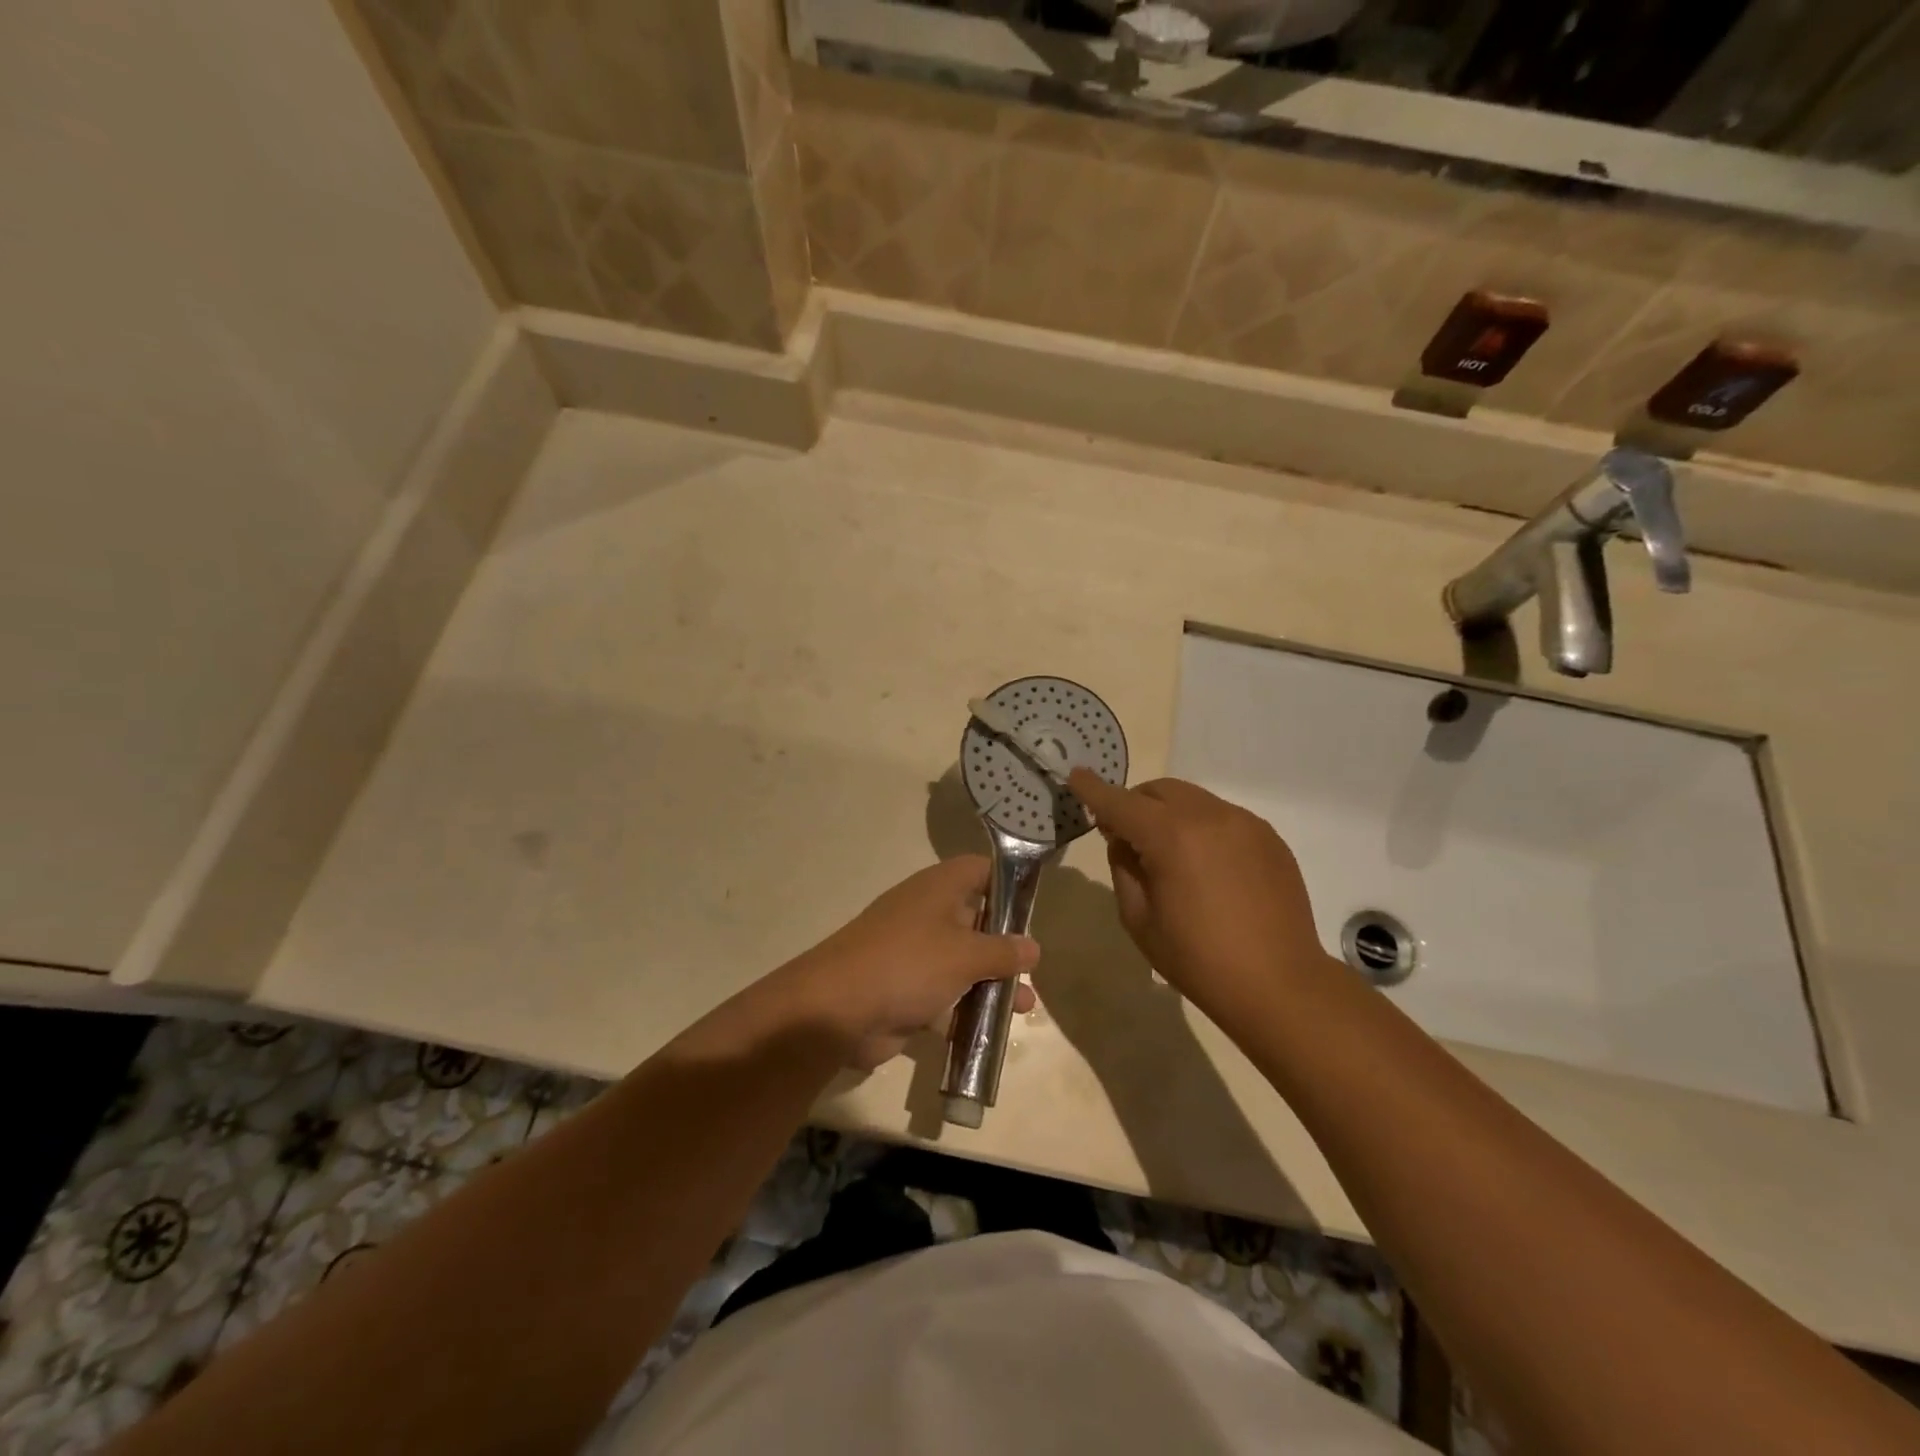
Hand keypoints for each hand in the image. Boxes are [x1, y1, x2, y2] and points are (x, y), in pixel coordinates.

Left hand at [775, 856, 1038, 1070]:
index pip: (980, 869)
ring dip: (992, 982)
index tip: (1034, 906)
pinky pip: (944, 994)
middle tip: (1032, 967)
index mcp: (938, 889)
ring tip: (1024, 1007)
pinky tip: (993, 1030)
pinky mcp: (904, 989)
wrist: (837, 1009)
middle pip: (975, 919)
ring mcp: (913, 952)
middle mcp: (926, 913)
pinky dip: (967, 1008)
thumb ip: (1003, 951)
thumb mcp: (965, 954)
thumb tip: (1032, 947)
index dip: (1008, 882)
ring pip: (962, 961)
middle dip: (1005, 944)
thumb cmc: (909, 964)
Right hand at [1066, 770, 1330, 1018]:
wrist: (1279, 985)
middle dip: (1134, 804)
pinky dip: (1200, 827)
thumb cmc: (1198, 959)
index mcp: (1172, 837)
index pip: (1121, 802)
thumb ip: (1123, 868)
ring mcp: (1245, 823)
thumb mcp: (1139, 919)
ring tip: (1167, 854)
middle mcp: (1210, 816)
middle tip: (1123, 836)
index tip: (1076, 775)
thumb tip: (1124, 840)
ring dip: (1168, 814)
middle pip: (1159, 790)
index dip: (1094, 789)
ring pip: (1192, 799)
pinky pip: (1222, 816)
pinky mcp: (1269, 837)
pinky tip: (1205, 866)